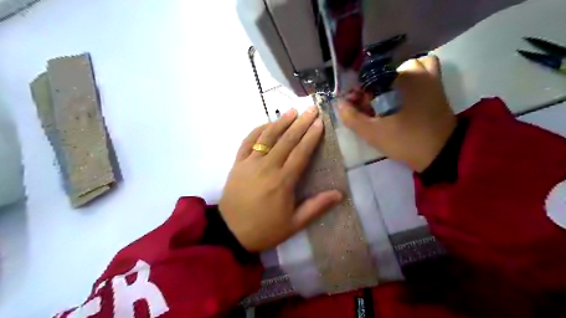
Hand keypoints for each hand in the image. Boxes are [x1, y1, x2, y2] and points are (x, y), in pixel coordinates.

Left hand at [217, 107, 342, 252]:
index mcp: (283, 181)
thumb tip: (339, 194)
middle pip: (287, 140)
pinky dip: (257, 131)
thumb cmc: (265, 229)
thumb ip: (317, 207)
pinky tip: (266, 123)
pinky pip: (247, 142)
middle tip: (311, 109)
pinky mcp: (237, 164)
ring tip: (292, 110)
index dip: (312, 136)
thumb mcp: (294, 223)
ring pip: (267, 137)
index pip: (301, 152)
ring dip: (280, 122)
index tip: (320, 122)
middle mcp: (267, 167)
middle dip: (301, 123)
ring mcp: (250, 163)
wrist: (231, 233)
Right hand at [338, 56, 455, 172]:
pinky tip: (407, 90)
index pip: (369, 78)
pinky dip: (416, 73)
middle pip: (385, 72)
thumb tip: (339, 103)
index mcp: (398, 80)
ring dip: (393, 78)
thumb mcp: (373, 133)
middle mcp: (415, 72)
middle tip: (370, 107)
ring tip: (387, 97)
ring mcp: (430, 77)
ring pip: (405, 67)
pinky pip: (426, 69)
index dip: (358, 92)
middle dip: (373, 87)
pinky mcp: (438, 86)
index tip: (356, 107)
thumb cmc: (405, 141)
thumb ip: (352, 118)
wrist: (441, 153)